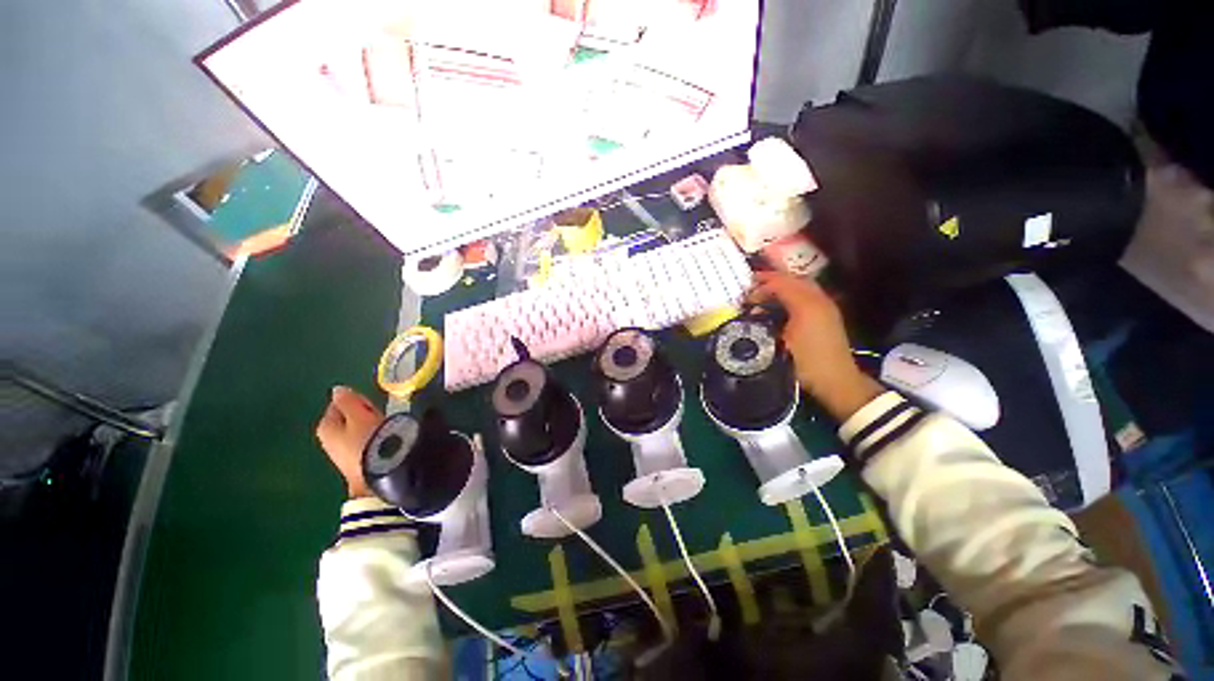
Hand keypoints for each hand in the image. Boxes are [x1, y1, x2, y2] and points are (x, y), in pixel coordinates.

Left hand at [316, 386, 383, 498]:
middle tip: (378, 415)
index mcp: (325, 427)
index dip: (355, 401)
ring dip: (368, 428)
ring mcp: (340, 455)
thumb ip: (348, 400)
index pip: (337, 405)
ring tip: (384, 428)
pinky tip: (383, 442)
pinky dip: (371, 440)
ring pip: (354, 432)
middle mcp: (327, 441)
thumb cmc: (368, 438)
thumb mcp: (359, 414)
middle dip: (361, 415)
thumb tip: (338, 390)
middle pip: (345, 419)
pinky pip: (362, 443)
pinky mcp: (355, 464)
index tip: (371, 403)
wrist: (379, 471)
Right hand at [748, 271, 883, 421]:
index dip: (763, 283)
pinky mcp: (826, 316)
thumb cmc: (806, 360)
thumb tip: (756, 304)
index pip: (783, 283)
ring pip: (801, 287)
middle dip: (773, 280)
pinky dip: (790, 295)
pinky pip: (806, 296)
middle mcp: (818, 300)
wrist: (836, 380)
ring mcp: (825, 307)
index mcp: (808, 304)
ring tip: (763, 295)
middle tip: (753, 286)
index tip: (745, 289)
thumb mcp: (782, 339)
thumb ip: (771, 315)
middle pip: (794, 280)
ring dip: (781, 287)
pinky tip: (778, 306)